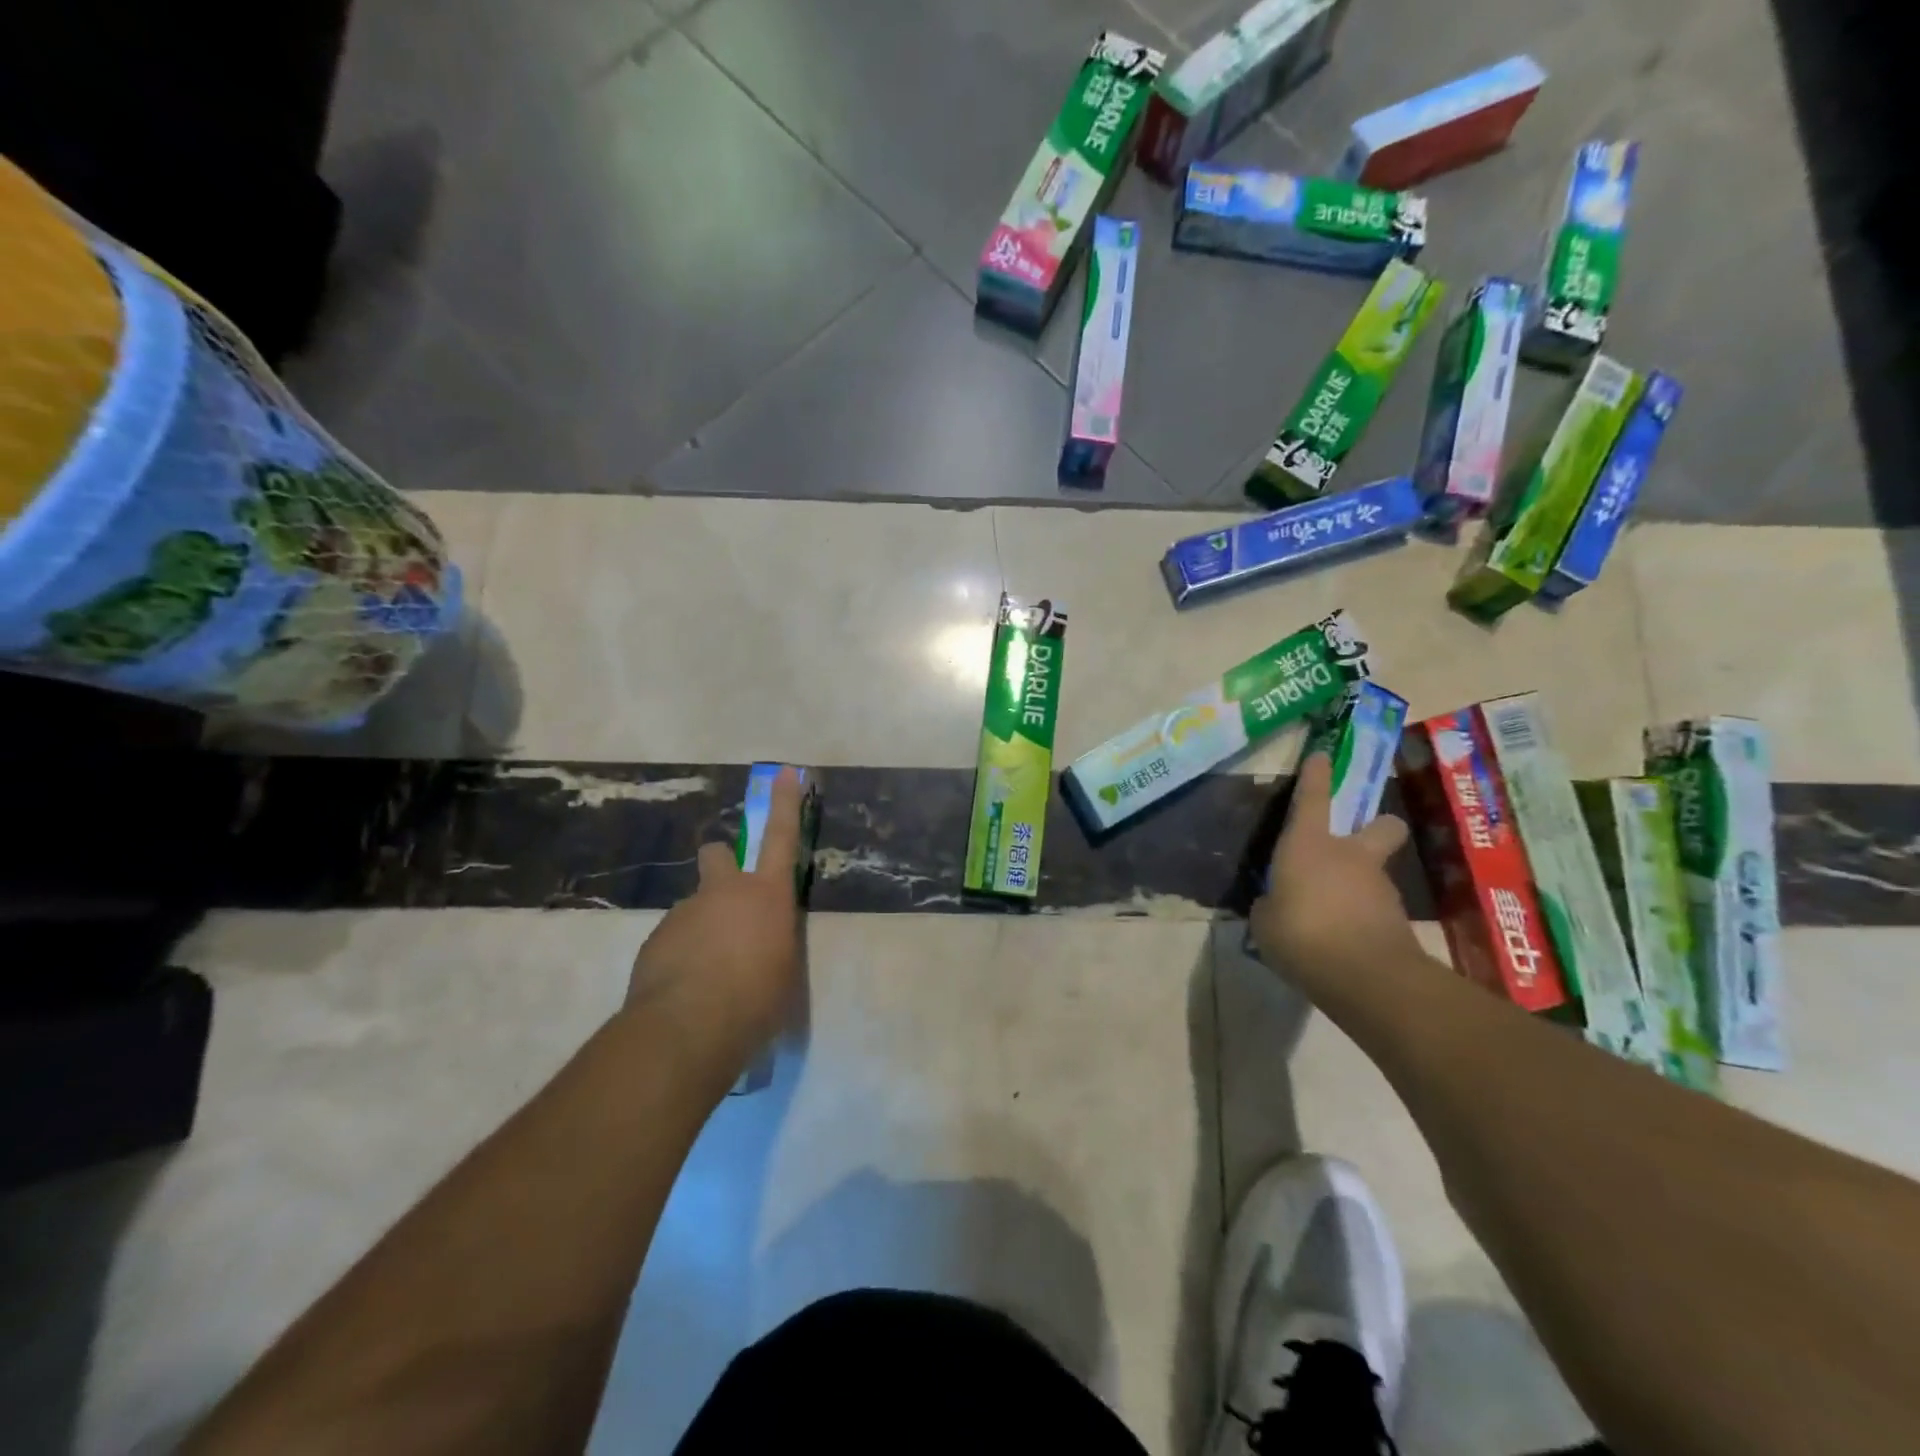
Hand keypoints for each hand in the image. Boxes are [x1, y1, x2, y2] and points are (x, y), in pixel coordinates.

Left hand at [625, 767, 808, 1075]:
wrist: (687, 1027)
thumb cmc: (757, 1000)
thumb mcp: (785, 972)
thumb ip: (774, 945)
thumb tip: (763, 946)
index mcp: (766, 895)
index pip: (782, 836)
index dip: (785, 802)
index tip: (783, 771)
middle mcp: (724, 892)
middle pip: (718, 854)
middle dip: (722, 863)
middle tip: (727, 900)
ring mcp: (684, 913)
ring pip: (694, 906)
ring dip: (702, 927)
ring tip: (707, 975)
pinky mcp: (655, 939)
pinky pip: (673, 939)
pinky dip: (680, 956)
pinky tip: (684, 990)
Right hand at [1251, 752, 1419, 985]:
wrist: (1366, 978)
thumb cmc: (1301, 935)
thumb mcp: (1264, 922)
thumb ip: (1271, 905)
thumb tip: (1275, 904)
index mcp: (1309, 845)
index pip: (1313, 798)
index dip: (1316, 775)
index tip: (1323, 755)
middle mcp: (1350, 856)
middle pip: (1381, 826)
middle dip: (1376, 828)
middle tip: (1359, 843)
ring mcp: (1380, 887)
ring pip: (1375, 873)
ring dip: (1359, 886)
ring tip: (1330, 919)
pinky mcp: (1398, 920)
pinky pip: (1374, 910)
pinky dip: (1361, 919)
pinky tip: (1343, 943)